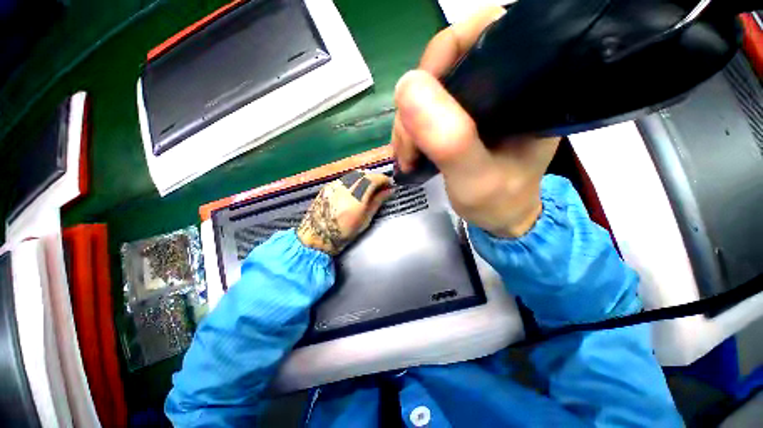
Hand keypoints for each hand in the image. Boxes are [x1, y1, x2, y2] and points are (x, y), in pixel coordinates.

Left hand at [297, 170, 392, 254]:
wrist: (317, 236)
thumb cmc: (345, 233)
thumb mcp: (365, 219)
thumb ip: (377, 202)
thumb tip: (389, 191)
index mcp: (356, 198)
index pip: (373, 179)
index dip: (384, 179)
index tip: (389, 184)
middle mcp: (345, 187)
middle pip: (364, 174)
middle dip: (375, 178)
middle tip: (380, 187)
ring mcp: (335, 185)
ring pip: (354, 174)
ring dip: (365, 178)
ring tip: (369, 189)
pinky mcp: (328, 186)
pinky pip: (345, 178)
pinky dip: (354, 180)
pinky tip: (356, 189)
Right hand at [391, 6, 560, 237]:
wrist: (499, 216)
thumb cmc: (498, 201)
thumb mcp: (476, 178)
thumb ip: (450, 139)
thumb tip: (407, 87)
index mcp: (525, 85)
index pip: (483, 34)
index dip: (443, 56)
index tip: (419, 101)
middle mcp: (502, 83)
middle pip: (445, 63)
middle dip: (415, 104)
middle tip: (408, 147)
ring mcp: (477, 100)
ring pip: (428, 89)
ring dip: (407, 123)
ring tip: (407, 157)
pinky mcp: (460, 117)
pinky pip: (424, 109)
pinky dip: (409, 129)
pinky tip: (409, 152)